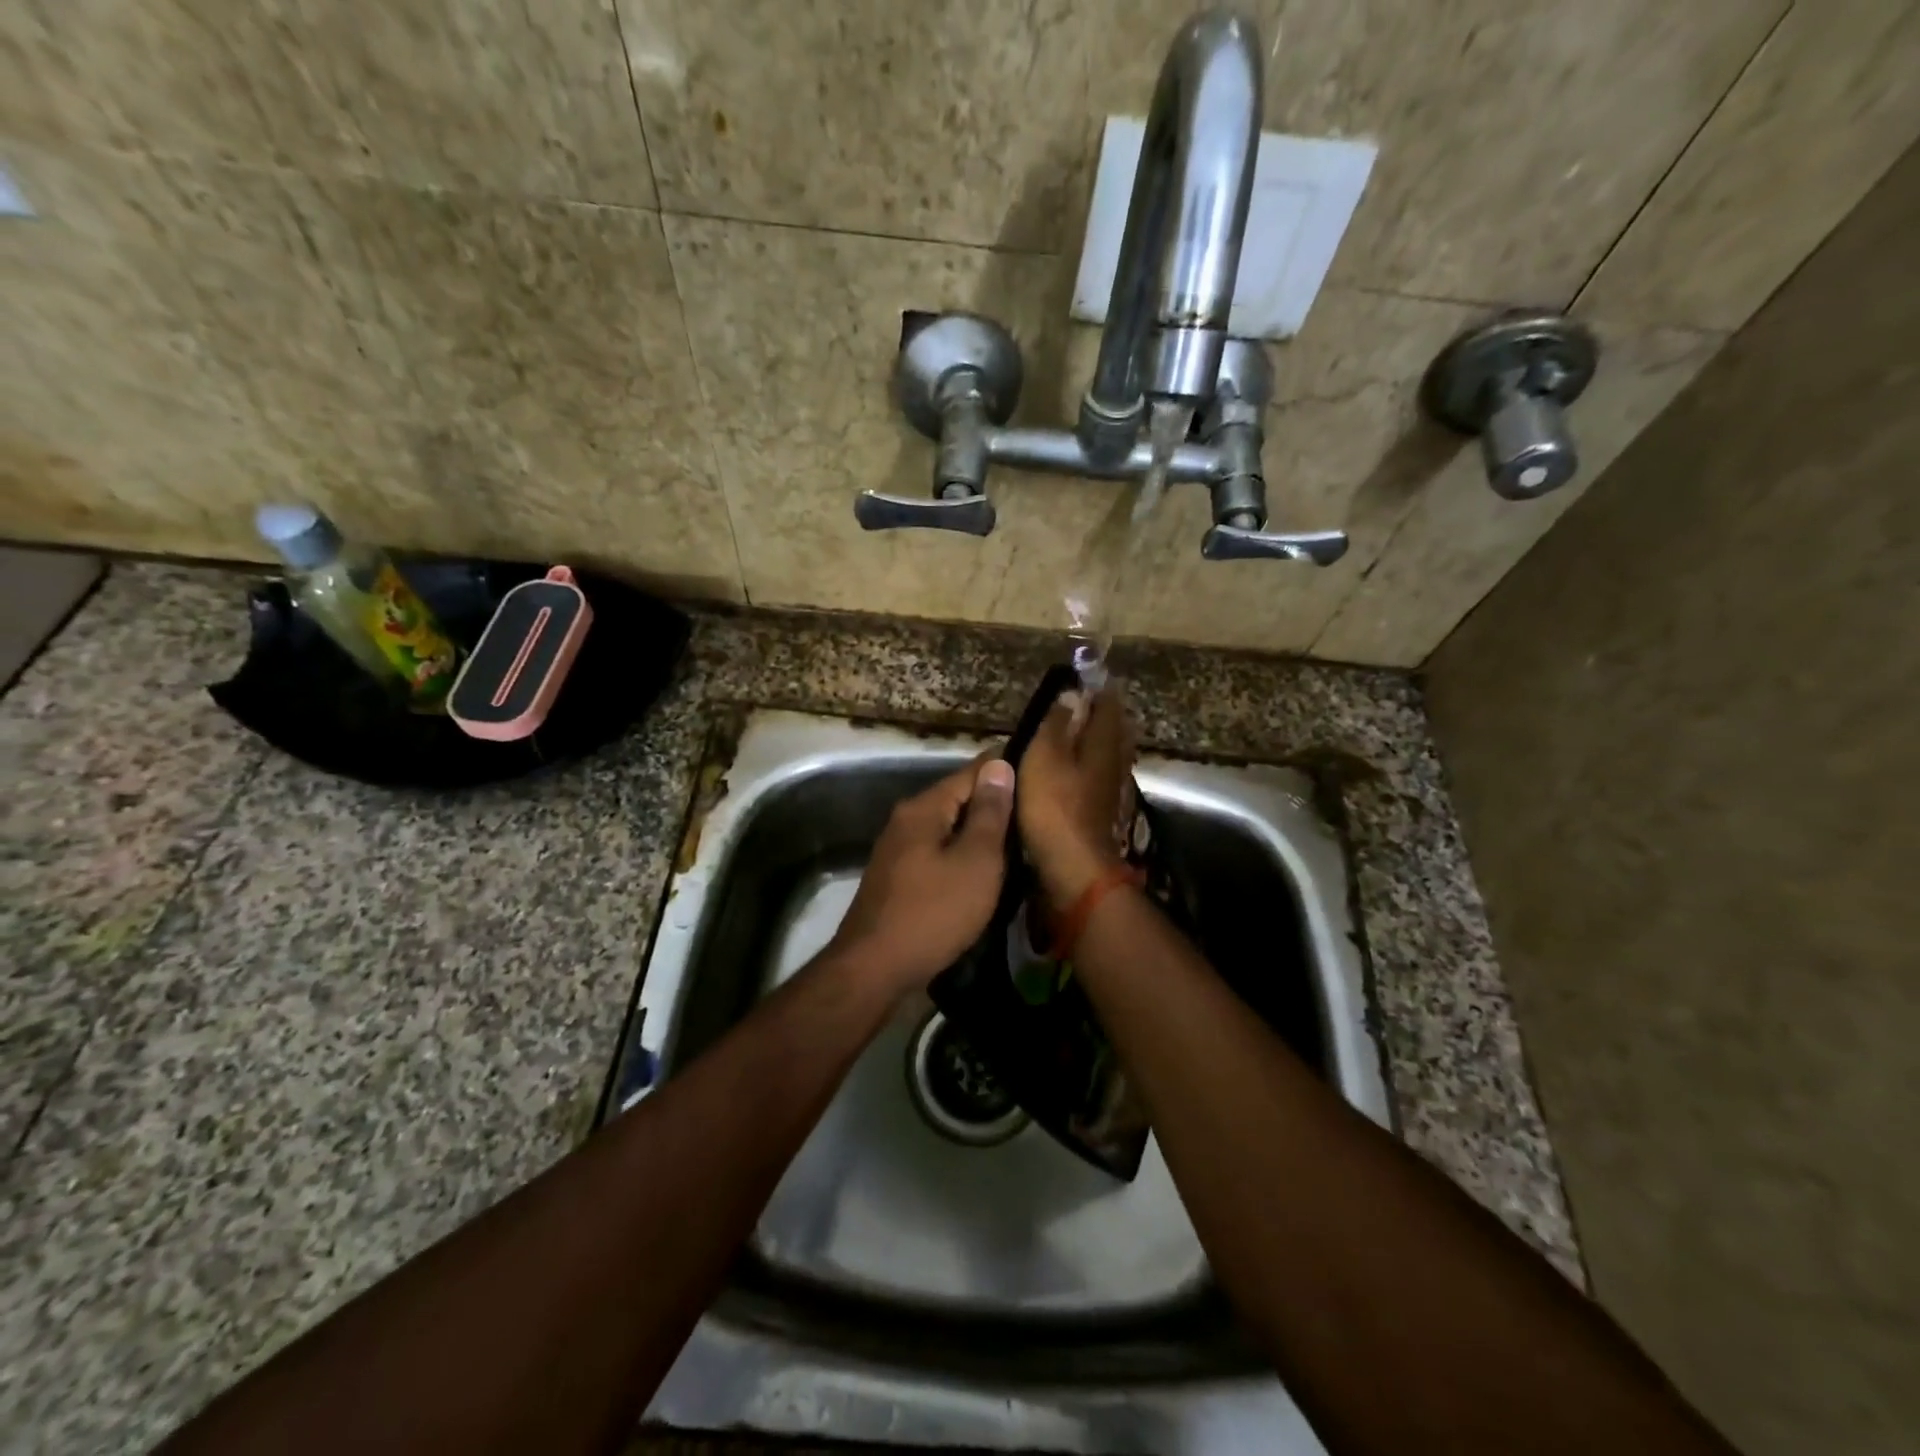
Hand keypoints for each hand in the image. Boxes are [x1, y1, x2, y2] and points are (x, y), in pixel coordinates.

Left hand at [828, 757, 1016, 991]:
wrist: (873, 970)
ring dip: (980, 834)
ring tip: (1020, 841)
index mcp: (924, 808)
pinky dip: (963, 857)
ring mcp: (898, 851)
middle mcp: (906, 821)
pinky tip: (985, 872)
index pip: (971, 772)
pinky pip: (939, 855)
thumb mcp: (975, 862)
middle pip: (958, 800)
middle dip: (995, 804)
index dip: (1006, 770)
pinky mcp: (898, 879)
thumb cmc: (933, 913)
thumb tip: (999, 765)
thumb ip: (989, 813)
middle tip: (1038, 813)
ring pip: (949, 830)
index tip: (1041, 774)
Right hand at [1017, 683, 1136, 908]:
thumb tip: (1073, 693)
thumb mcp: (1044, 757)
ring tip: (1074, 734)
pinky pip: (1098, 779)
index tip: (1085, 676)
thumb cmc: (1055, 807)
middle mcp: (1114, 764)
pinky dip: (1088, 769)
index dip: (1098, 689)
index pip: (1108, 706)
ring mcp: (1111, 792)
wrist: (1073, 870)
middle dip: (1101, 715)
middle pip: (1114, 731)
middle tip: (1082, 703)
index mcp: (1103, 744)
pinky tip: (1074, 774)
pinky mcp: (1101, 815)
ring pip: (1108, 756)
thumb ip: (1057, 724)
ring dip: (1095, 742)